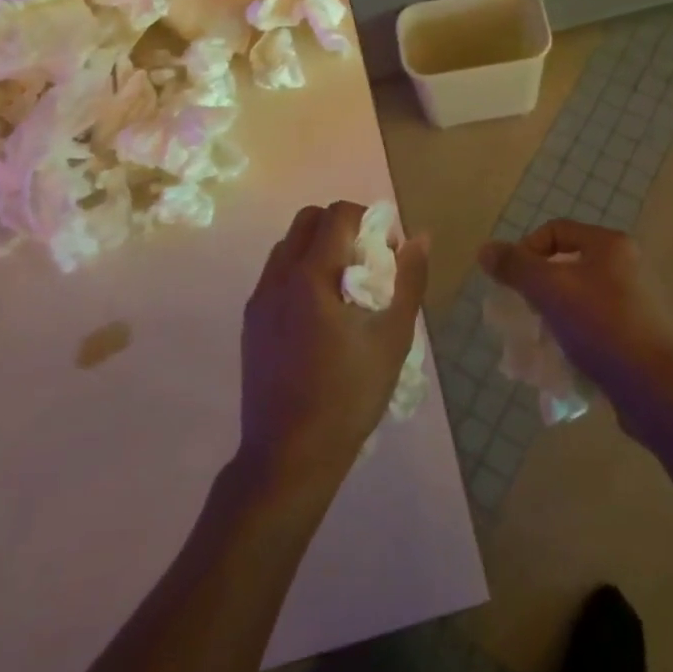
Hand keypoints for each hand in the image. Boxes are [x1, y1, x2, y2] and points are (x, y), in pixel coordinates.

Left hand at [238, 202, 428, 496]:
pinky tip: (321, 316)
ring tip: (345, 289)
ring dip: (319, 249)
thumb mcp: (392, 337)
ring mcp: (259, 299)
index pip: (337, 214)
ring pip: (288, 246)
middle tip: (367, 261)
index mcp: (311, 275)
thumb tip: (421, 238)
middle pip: (308, 220)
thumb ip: (408, 280)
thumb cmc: (348, 395)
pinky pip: (277, 276)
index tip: (387, 251)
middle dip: (341, 227)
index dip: (368, 219)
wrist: (288, 456)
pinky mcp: (251, 322)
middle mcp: (278, 277)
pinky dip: (301, 273)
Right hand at [477, 220, 672, 411]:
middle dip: (539, 287)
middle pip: (567, 264)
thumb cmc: (601, 327)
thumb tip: (485, 249)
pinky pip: (595, 324)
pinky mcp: (638, 334)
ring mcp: (636, 301)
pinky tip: (565, 357)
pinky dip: (575, 335)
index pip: (555, 230)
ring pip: (579, 296)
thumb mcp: (550, 290)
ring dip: (554, 313)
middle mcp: (627, 265)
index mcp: (610, 244)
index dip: (526, 250)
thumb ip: (515, 267)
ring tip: (541, 338)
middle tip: (525, 311)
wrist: (655, 390)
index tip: (513, 282)